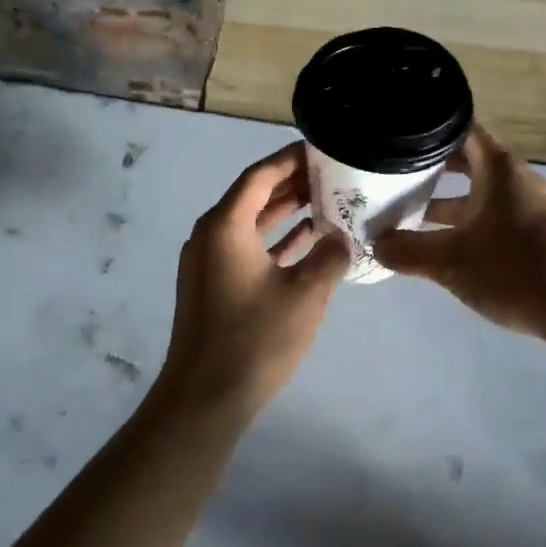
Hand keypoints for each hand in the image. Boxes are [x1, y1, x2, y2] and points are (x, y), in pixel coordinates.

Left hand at [157, 143, 347, 410]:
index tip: (322, 148)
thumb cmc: (255, 339)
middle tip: (332, 172)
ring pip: (251, 224)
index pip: (260, 175)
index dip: (290, 159)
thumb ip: (328, 257)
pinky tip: (309, 242)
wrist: (204, 398)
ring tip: (327, 201)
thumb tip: (341, 238)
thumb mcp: (305, 295)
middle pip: (254, 196)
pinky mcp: (214, 286)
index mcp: (225, 226)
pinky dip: (276, 242)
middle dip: (292, 183)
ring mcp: (209, 262)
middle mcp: (211, 235)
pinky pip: (247, 248)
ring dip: (286, 212)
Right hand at [373, 123, 545, 340]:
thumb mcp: (452, 262)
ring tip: (405, 212)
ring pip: (477, 192)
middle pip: (465, 160)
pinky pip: (491, 215)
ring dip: (444, 201)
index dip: (429, 125)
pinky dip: (465, 222)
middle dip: (428, 167)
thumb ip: (409, 251)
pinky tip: (440, 244)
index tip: (397, 130)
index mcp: (498, 168)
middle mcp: (515, 179)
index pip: (461, 126)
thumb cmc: (516, 271)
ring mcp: (528, 206)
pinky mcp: (536, 233)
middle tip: (390, 173)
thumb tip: (375, 244)